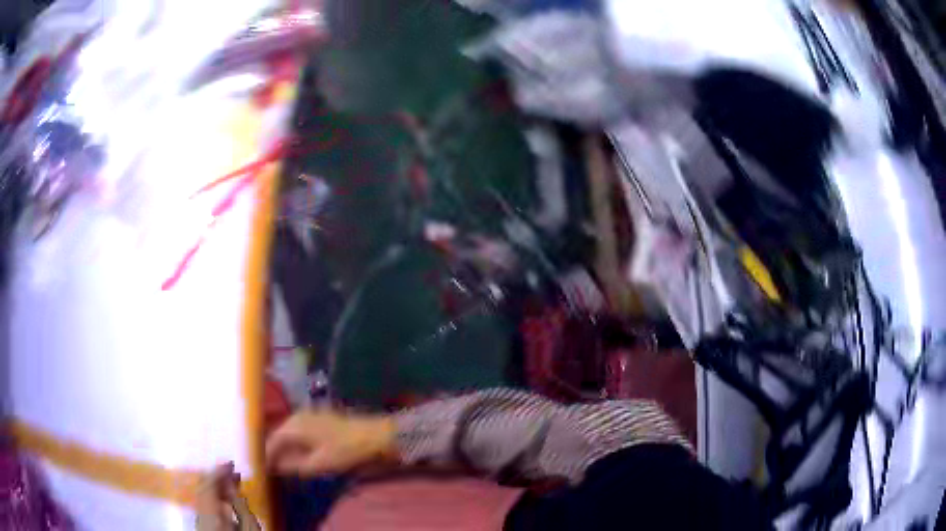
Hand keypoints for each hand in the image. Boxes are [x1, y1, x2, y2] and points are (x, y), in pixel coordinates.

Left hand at [195, 463, 259, 530]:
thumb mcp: (249, 527)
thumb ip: (238, 505)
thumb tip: (231, 483)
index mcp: (211, 514)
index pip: (209, 485)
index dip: (219, 471)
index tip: (231, 462)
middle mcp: (201, 514)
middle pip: (203, 489)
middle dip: (217, 477)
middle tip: (232, 470)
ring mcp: (200, 521)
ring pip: (203, 497)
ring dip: (216, 487)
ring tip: (231, 483)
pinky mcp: (203, 526)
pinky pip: (205, 505)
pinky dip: (214, 498)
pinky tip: (225, 499)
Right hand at [265, 409, 395, 476]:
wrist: (375, 436)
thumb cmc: (345, 450)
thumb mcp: (318, 463)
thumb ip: (293, 465)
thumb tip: (274, 467)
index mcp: (293, 426)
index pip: (271, 441)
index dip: (266, 457)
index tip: (261, 471)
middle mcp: (297, 416)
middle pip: (279, 436)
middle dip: (274, 452)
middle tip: (270, 470)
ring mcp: (309, 416)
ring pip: (289, 434)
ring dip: (284, 449)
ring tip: (282, 466)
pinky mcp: (319, 419)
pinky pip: (299, 432)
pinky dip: (295, 444)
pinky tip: (298, 456)